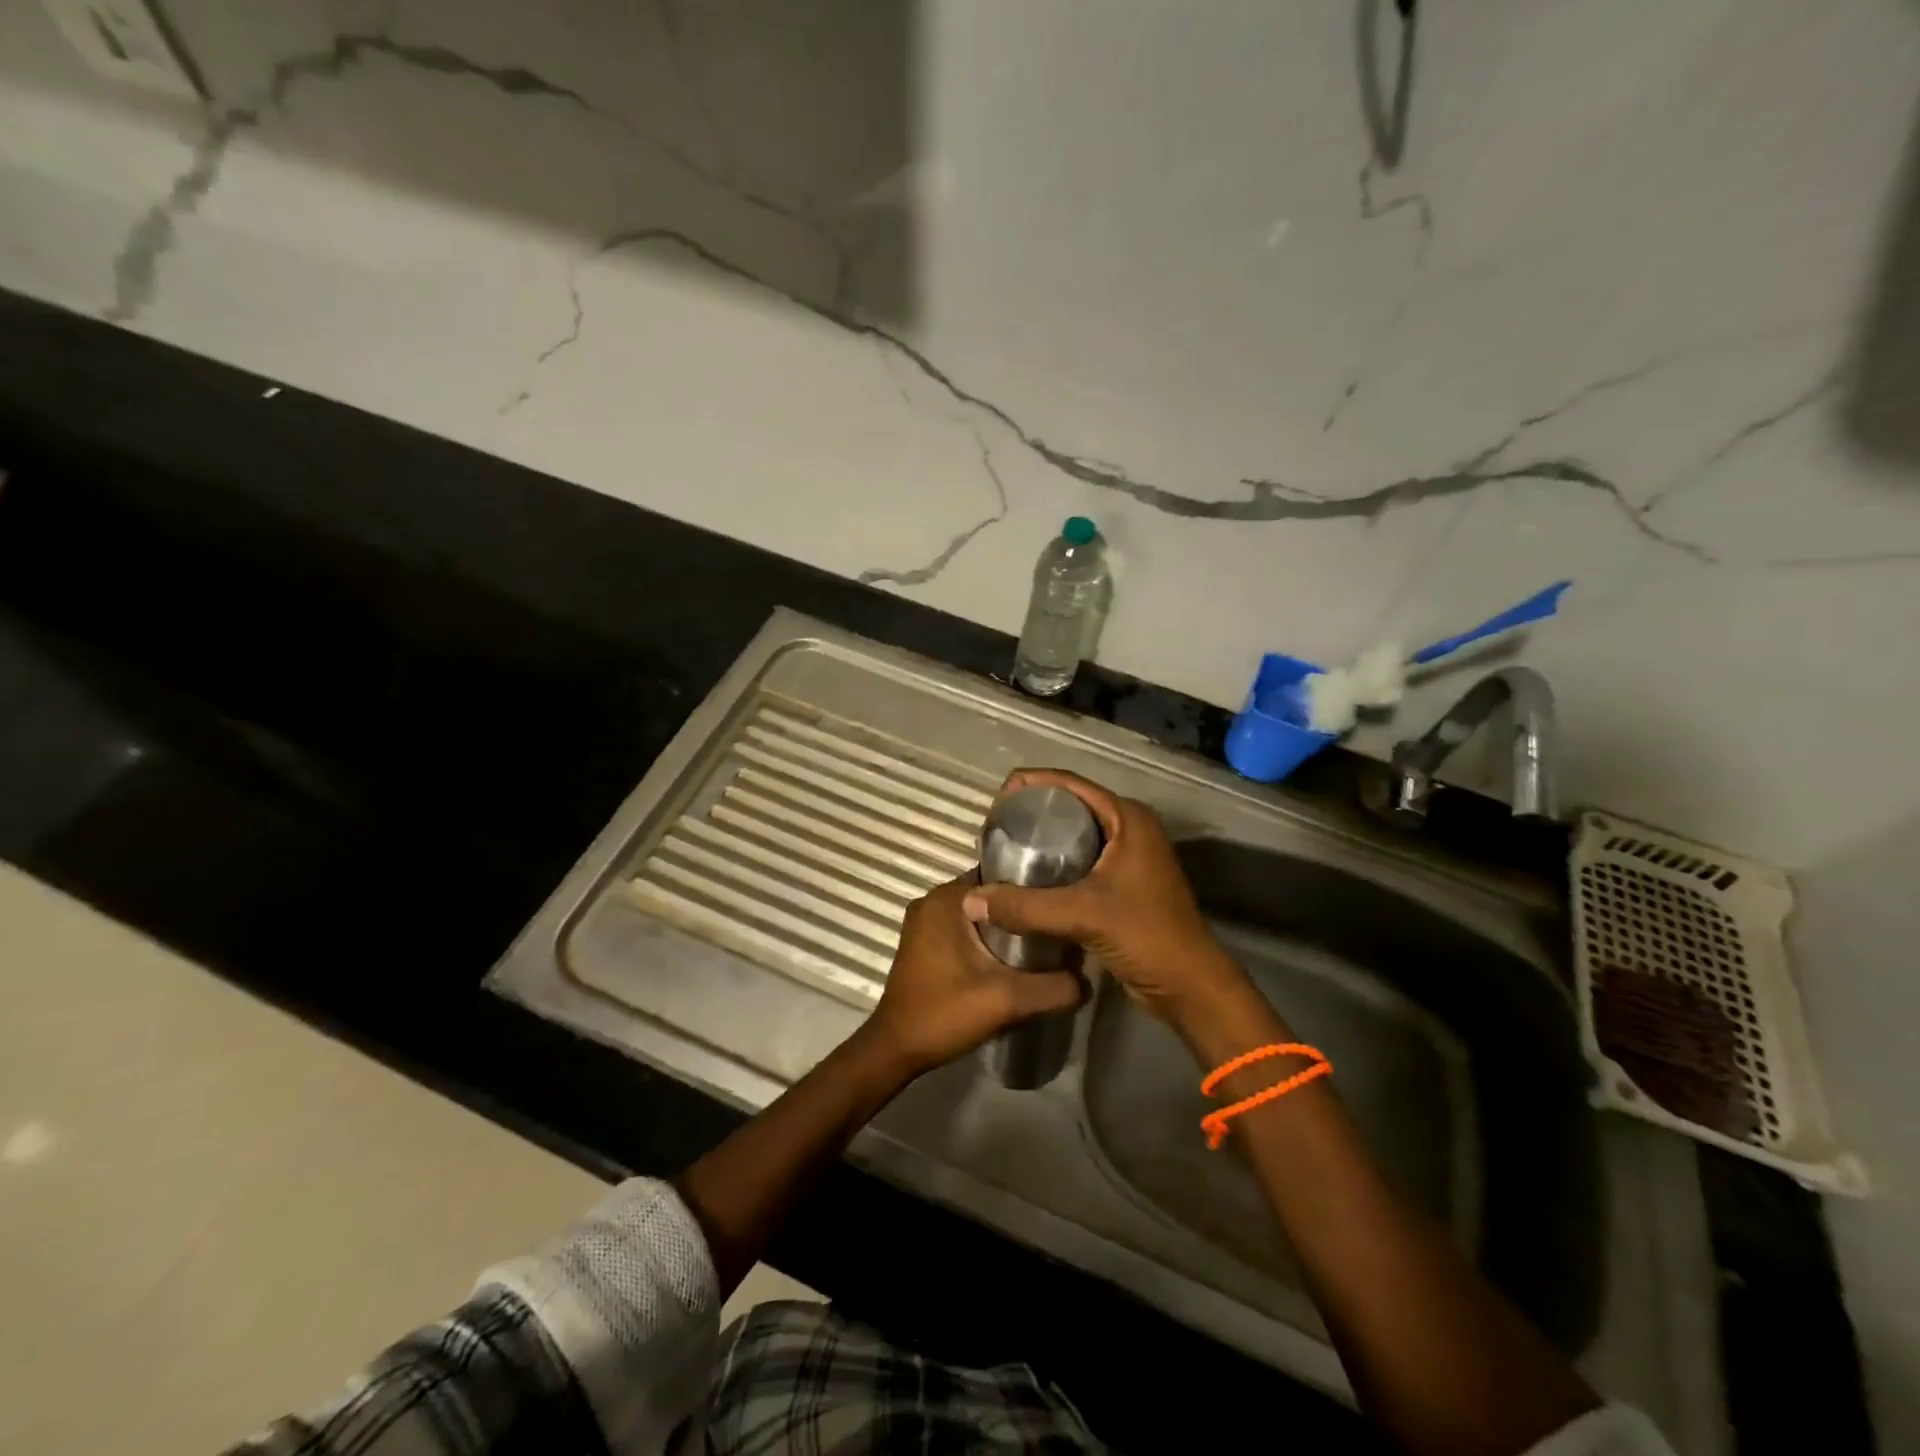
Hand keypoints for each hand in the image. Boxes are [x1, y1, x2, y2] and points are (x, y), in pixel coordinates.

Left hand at [863, 874, 1084, 1076]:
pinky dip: (988, 937)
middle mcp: (933, 900)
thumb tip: (1087, 981)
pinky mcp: (925, 942)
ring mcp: (926, 921)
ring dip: (1007, 926)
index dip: (1035, 888)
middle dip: (1023, 909)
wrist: (897, 1049)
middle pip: (991, 894)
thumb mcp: (1007, 1000)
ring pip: (979, 913)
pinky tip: (1015, 957)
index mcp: (947, 899)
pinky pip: (965, 927)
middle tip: (1060, 926)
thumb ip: (1052, 987)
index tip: (1064, 902)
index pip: (1002, 877)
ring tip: (1045, 941)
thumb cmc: (944, 1013)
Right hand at [961, 769, 1250, 1027]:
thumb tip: (970, 900)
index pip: (1071, 784)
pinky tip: (1026, 879)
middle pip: (1072, 806)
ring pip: (1076, 835)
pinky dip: (1054, 865)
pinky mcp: (1123, 883)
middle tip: (996, 828)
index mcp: (1128, 818)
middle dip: (1033, 813)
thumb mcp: (1082, 915)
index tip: (996, 800)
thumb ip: (1024, 906)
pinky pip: (1081, 860)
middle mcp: (1129, 828)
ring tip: (1004, 850)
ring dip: (1042, 840)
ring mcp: (1128, 856)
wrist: (1188, 985)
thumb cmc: (1145, 936)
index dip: (1032, 784)